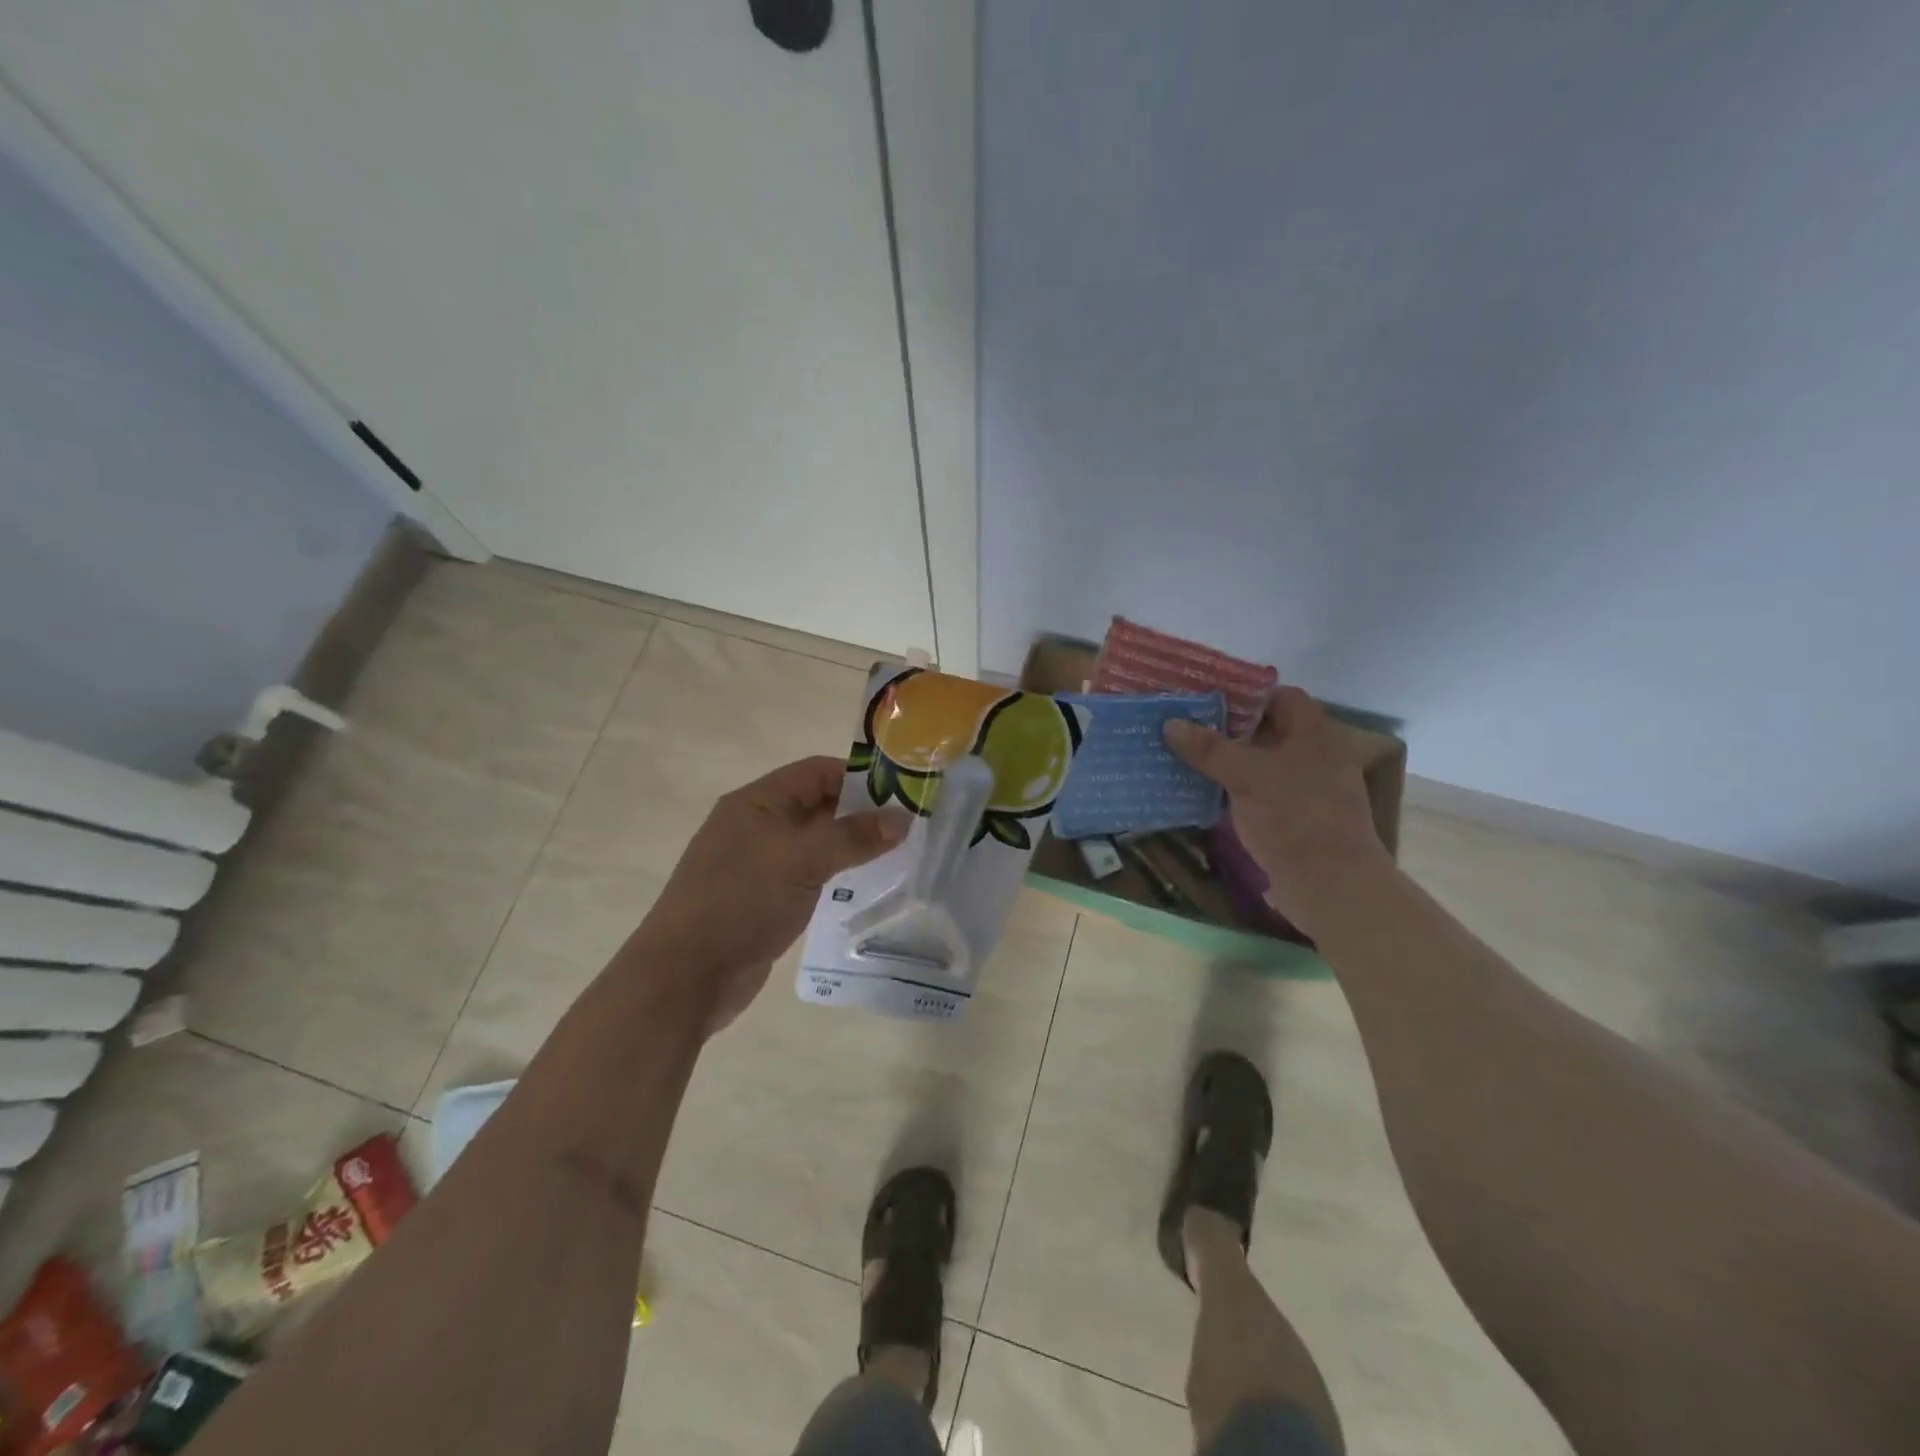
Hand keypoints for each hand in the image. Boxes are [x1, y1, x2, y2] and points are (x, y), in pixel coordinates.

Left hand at [640, 756, 906, 1031]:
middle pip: (816, 804)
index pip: (816, 772)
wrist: (687, 974)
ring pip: (813, 842)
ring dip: (848, 846)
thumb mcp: (803, 860)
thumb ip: (854, 837)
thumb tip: (903, 819)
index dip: (858, 777)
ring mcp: (756, 863)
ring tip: (894, 855)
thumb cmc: (743, 900)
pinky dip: (833, 874)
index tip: (901, 793)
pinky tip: (861, 887)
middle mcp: (755, 825)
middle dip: (859, 812)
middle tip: (907, 827)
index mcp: (757, 802)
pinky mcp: (761, 898)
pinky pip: (805, 874)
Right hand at [1164, 687, 1388, 931]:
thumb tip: (1170, 723)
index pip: (1281, 697)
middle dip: (1226, 728)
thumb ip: (1209, 749)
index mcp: (1314, 735)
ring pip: (1258, 764)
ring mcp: (1304, 790)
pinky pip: (1256, 793)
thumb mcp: (1248, 777)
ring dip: (1225, 761)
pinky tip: (1198, 791)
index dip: (1245, 694)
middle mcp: (1313, 757)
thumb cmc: (1296, 818)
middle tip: (1183, 723)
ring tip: (1181, 754)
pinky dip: (1231, 789)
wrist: (1331, 887)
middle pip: (1266, 731)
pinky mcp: (1292, 820)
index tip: (1205, 697)